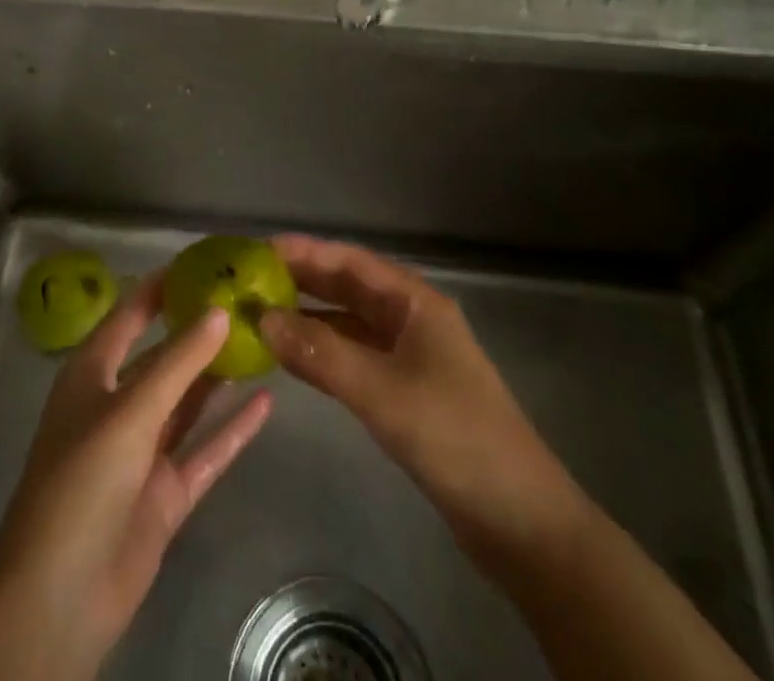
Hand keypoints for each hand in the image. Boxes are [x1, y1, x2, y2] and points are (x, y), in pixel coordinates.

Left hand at [0, 271, 272, 680]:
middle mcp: (118, 403)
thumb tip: (220, 310)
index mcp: (93, 373)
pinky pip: (205, 450)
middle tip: (247, 300)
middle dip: (199, 329)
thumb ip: (178, 361)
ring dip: (219, 374)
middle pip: (164, 356)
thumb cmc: (82, 481)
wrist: (59, 598)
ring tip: (262, 339)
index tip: (205, 262)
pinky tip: (267, 402)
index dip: (163, 286)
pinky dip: (233, 429)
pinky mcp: (165, 492)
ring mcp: (143, 450)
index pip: (131, 313)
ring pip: (187, 400)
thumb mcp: (130, 410)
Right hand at [257, 234, 584, 566]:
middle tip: (251, 280)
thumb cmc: (456, 438)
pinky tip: (294, 358)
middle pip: (349, 288)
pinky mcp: (407, 391)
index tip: (259, 251)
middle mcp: (412, 319)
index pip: (350, 261)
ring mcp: (411, 356)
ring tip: (262, 315)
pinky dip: (324, 352)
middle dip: (302, 281)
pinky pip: (356, 356)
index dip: (305, 252)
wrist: (522, 522)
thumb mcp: (382, 392)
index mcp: (415, 303)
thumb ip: (321, 354)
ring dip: (310, 318)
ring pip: (350, 323)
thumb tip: (263, 319)